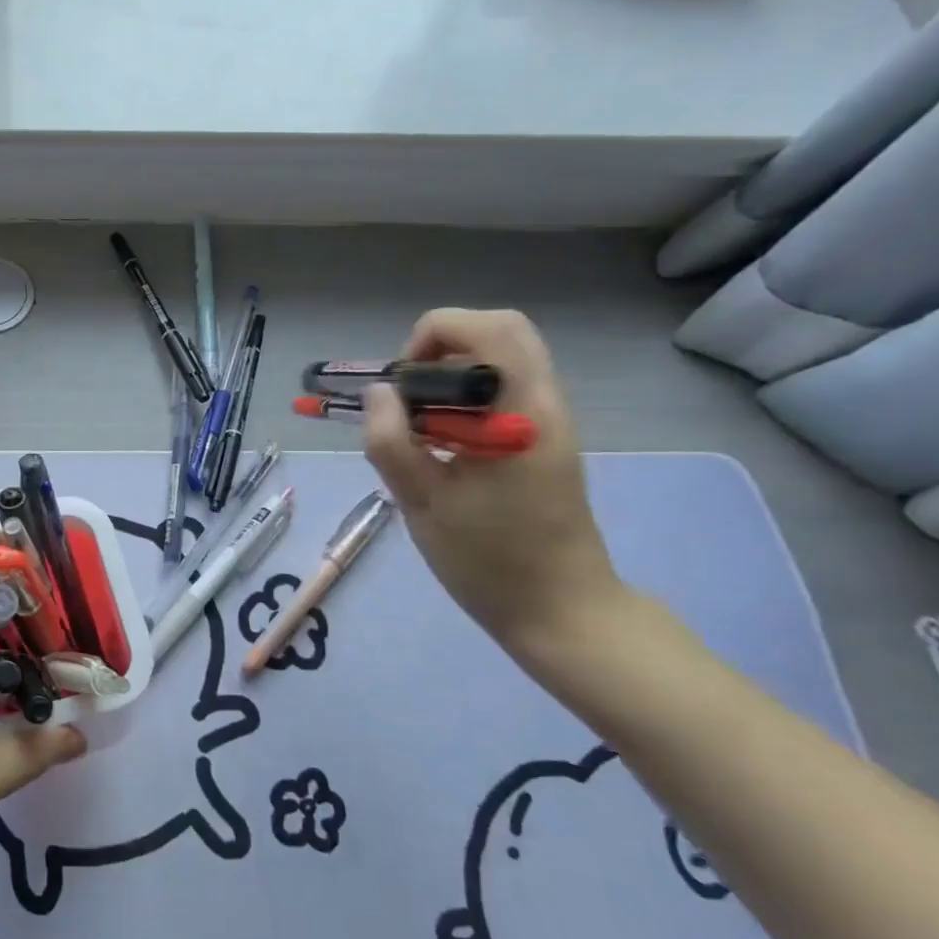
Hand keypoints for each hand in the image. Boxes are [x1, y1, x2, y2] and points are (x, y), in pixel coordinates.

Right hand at [364, 309, 626, 659]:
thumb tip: (377, 393)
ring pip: (500, 362)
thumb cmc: (489, 559)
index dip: (432, 337)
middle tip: (407, 395)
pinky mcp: (542, 443)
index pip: (488, 328)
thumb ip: (391, 441)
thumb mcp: (423, 503)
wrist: (561, 610)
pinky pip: (501, 394)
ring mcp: (548, 423)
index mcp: (522, 413)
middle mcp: (544, 405)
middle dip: (440, 348)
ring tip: (416, 427)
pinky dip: (462, 400)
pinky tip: (439, 448)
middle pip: (499, 333)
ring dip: (449, 376)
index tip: (401, 386)